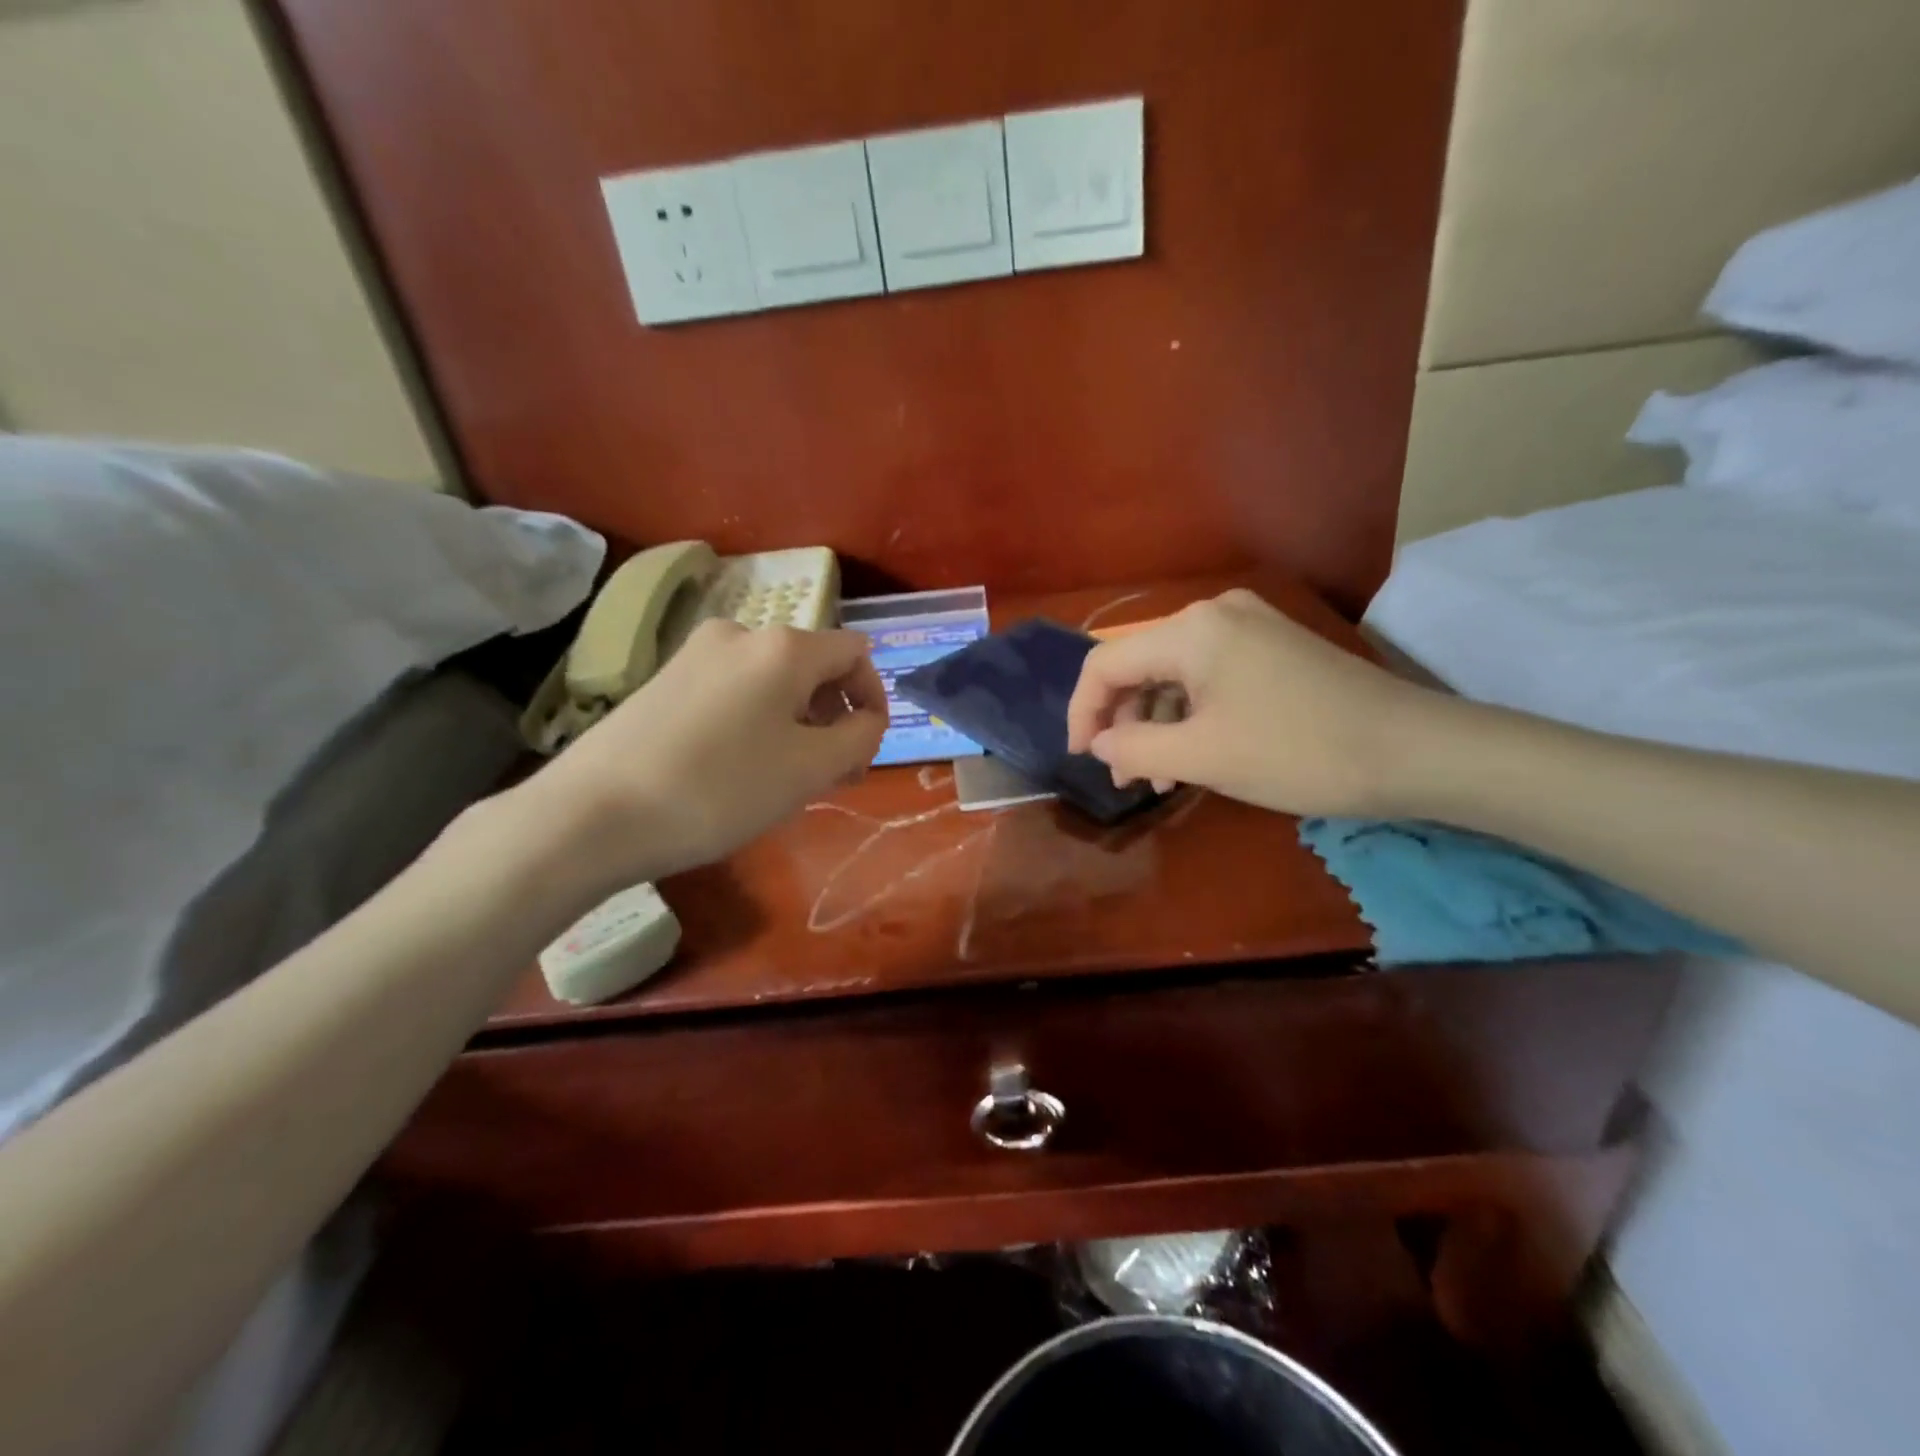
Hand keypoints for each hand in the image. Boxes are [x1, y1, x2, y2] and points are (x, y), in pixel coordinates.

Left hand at [527, 619, 887, 887]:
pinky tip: (740, 767)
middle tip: (834, 774)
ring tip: (788, 777)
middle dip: (834, 716)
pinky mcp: (664, 680)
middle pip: (813, 666)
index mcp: (783, 647)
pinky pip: (734, 692)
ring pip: (772, 682)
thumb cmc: (720, 789)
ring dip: (797, 723)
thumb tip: (866, 720)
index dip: (874, 698)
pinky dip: (757, 722)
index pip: (855, 653)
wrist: (594, 814)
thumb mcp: (810, 769)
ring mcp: (695, 654)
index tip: (867, 748)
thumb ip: (859, 737)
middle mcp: (740, 634)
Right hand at [1066, 589, 1434, 817]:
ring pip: (1174, 676)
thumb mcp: (1202, 757)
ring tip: (1159, 778)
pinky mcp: (1272, 649)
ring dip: (1157, 726)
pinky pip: (1208, 678)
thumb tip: (1098, 742)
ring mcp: (1248, 628)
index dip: (1082, 712)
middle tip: (1127, 778)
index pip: (1105, 663)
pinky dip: (1191, 716)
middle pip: (1139, 666)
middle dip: (1123, 723)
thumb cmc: (1298, 752)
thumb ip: (1133, 747)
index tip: (1081, 759)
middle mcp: (1214, 614)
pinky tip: (1194, 755)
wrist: (1415, 750)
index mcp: (1190, 630)